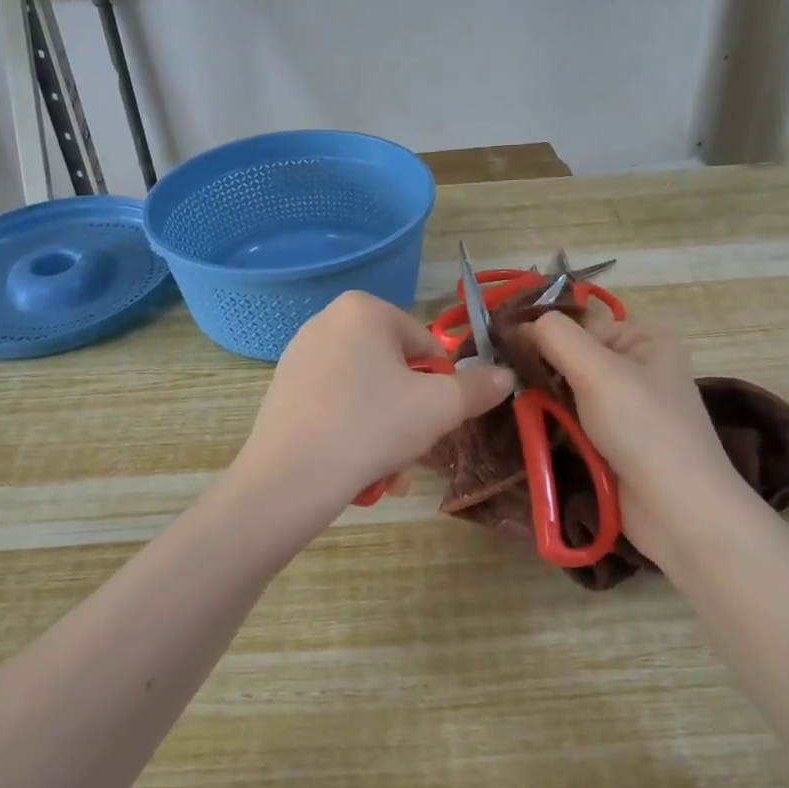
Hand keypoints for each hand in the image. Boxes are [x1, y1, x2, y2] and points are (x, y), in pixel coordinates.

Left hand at [235, 292, 514, 511]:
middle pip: (394, 370)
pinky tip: (354, 468)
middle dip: (409, 415)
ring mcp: (299, 354)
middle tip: (411, 450)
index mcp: (364, 309)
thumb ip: (477, 387)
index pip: (426, 345)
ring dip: (385, 431)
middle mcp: (327, 320)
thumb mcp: (439, 407)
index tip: (434, 419)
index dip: (440, 385)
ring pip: (366, 393)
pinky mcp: (283, 387)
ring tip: (384, 471)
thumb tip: (506, 375)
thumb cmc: (372, 427)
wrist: (290, 478)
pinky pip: (334, 405)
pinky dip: (351, 432)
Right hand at [529, 309, 749, 565]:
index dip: (542, 337)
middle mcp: (640, 368)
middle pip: (573, 359)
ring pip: (570, 394)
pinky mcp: (617, 443)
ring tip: (515, 412)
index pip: (579, 325)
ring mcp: (629, 409)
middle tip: (506, 387)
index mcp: (645, 339)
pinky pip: (576, 424)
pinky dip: (556, 428)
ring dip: (545, 404)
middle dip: (542, 374)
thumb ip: (556, 337)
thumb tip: (516, 325)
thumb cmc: (643, 428)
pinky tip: (534, 433)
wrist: (678, 510)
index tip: (504, 355)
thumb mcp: (598, 370)